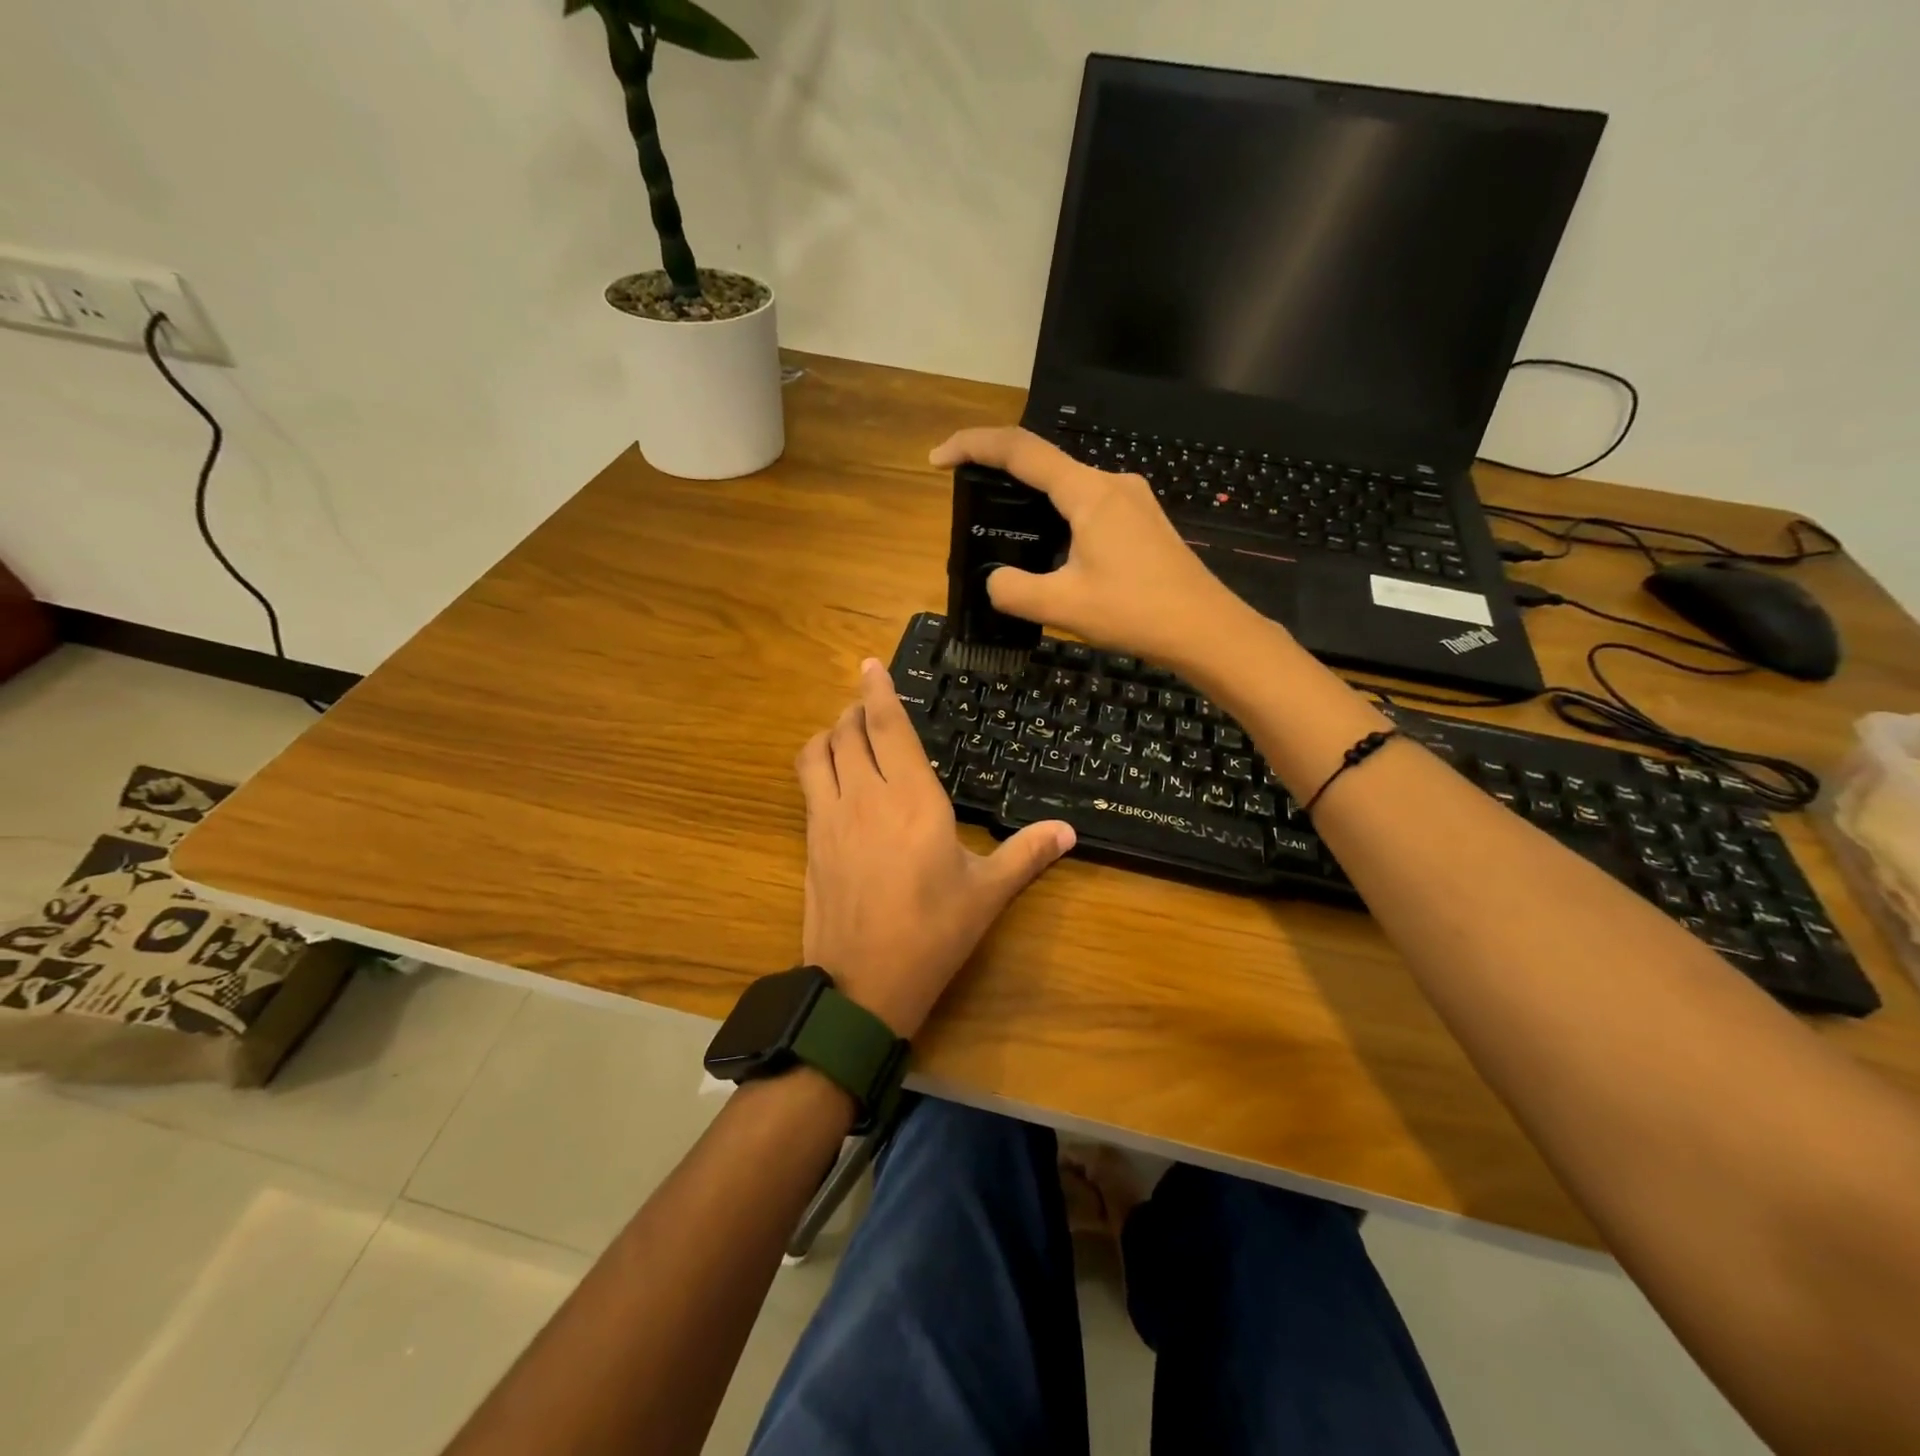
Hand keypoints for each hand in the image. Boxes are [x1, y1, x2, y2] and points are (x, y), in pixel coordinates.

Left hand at [795, 659, 1075, 1037]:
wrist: (863, 986)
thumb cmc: (933, 934)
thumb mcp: (987, 893)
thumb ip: (1026, 854)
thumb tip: (1069, 831)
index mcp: (913, 800)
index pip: (888, 727)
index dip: (878, 690)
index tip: (871, 664)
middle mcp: (865, 797)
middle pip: (848, 731)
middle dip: (857, 709)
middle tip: (871, 705)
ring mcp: (829, 818)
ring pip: (818, 752)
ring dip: (831, 732)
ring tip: (849, 733)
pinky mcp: (810, 842)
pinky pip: (808, 783)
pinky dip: (818, 763)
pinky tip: (835, 778)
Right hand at [929, 426, 1255, 669]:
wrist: (1207, 630)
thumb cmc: (1137, 612)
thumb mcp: (1063, 605)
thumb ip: (1014, 590)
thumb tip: (995, 580)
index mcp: (1088, 492)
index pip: (1020, 450)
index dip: (973, 445)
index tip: (938, 459)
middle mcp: (1111, 483)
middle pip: (1044, 463)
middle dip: (1000, 474)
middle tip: (967, 500)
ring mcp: (1132, 501)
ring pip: (1068, 488)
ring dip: (1031, 500)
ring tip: (1005, 530)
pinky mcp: (1142, 522)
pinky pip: (1088, 507)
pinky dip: (1058, 517)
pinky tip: (1051, 550)